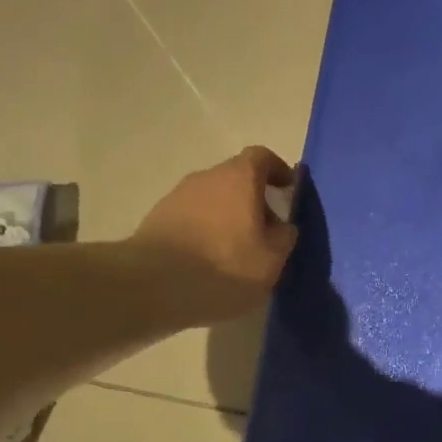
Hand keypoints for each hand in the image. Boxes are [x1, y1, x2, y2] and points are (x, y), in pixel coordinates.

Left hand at [133, 147, 298, 325]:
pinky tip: (207, 261)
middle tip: (265, 230)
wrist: (153, 284)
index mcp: (239, 178)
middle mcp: (206, 177)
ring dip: (226, 216)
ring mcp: (177, 196)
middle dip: (253, 199)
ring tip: (235, 250)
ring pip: (212, 198)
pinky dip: (204, 230)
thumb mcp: (272, 259)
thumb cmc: (225, 266)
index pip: (262, 157)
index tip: (288, 191)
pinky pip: (191, 217)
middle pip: (235, 178)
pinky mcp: (156, 218)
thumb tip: (282, 226)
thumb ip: (284, 236)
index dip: (277, 170)